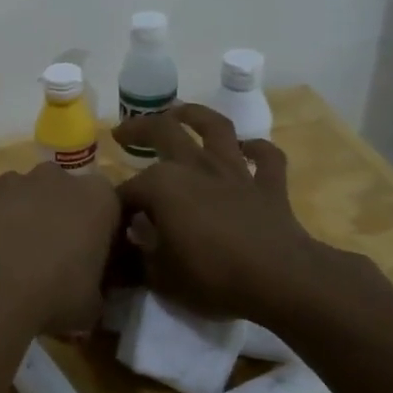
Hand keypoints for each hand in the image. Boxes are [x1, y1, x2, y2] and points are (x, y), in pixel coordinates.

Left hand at [0, 145, 120, 334]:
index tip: (92, 253)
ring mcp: (13, 178)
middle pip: (63, 189)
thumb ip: (97, 284)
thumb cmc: (53, 299)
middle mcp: (57, 178)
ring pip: (23, 184)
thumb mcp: (93, 305)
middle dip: (58, 212)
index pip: (109, 205)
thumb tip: (90, 286)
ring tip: (7, 242)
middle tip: (49, 250)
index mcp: (98, 200)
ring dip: (20, 205)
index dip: (100, 228)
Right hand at [113, 105, 358, 329]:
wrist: (280, 280)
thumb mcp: (159, 276)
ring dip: (195, 115)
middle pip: (162, 133)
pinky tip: (248, 148)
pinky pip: (265, 158)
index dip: (116, 206)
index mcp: (161, 185)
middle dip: (137, 130)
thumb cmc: (212, 276)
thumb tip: (127, 243)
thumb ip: (138, 255)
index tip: (113, 223)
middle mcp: (195, 166)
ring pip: (215, 128)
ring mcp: (234, 172)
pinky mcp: (269, 185)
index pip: (128, 190)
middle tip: (121, 134)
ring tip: (179, 112)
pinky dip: (257, 149)